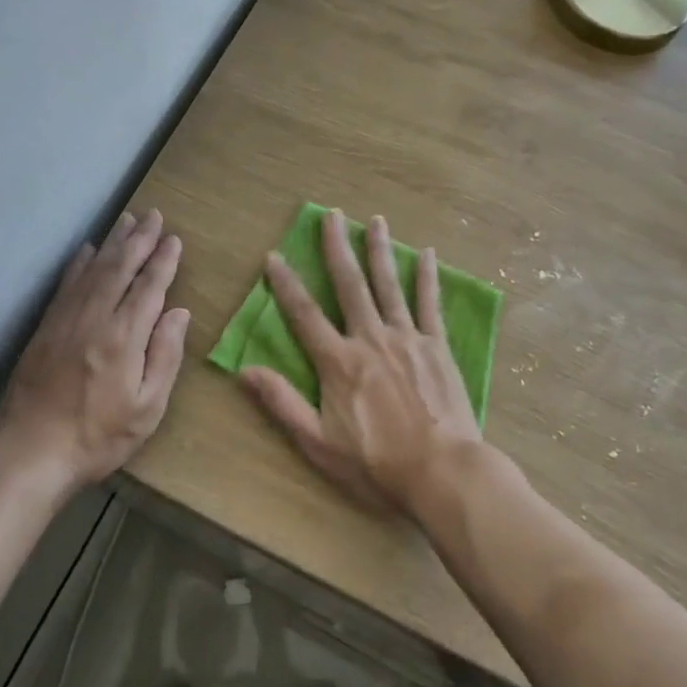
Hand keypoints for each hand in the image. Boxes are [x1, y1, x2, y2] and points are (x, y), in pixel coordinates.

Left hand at [0, 210, 188, 489]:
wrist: (32, 452)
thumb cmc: (99, 436)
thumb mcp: (148, 408)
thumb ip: (165, 356)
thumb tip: (178, 313)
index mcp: (124, 337)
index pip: (149, 287)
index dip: (163, 261)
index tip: (174, 239)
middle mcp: (95, 318)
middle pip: (120, 268)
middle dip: (140, 239)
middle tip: (154, 216)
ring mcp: (66, 320)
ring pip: (93, 269)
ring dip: (113, 243)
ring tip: (128, 220)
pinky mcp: (45, 328)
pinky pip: (66, 285)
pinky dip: (79, 263)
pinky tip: (87, 250)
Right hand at [240, 210, 482, 514]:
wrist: (442, 472)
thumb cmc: (376, 463)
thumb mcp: (318, 442)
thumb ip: (282, 403)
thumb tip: (244, 371)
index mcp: (339, 361)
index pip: (304, 313)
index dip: (285, 283)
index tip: (274, 256)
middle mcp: (370, 338)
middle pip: (350, 284)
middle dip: (337, 247)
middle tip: (332, 214)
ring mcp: (407, 338)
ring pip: (389, 285)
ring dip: (379, 250)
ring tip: (374, 220)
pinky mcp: (436, 346)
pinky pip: (430, 304)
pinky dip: (427, 277)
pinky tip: (426, 253)